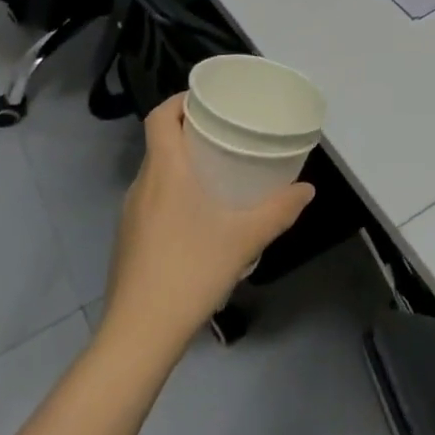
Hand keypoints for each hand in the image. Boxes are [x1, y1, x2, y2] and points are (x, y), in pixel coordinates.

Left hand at [102, 95, 314, 352]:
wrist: (139, 334)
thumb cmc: (191, 271)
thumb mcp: (245, 238)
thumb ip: (279, 211)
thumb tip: (307, 190)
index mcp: (165, 171)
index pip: (159, 117)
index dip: (179, 100)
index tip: (207, 100)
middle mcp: (141, 185)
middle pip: (159, 142)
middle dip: (189, 131)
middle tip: (226, 133)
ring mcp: (129, 215)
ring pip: (156, 173)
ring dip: (182, 164)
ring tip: (218, 173)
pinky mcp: (127, 240)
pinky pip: (151, 200)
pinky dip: (173, 193)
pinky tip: (199, 218)